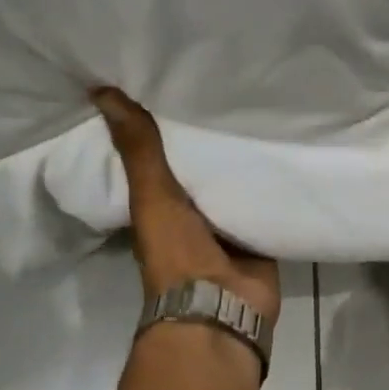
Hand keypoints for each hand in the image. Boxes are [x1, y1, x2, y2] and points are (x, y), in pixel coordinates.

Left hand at [94, 89, 280, 325]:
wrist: (221, 306)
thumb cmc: (177, 252)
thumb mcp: (152, 195)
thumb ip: (138, 149)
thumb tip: (100, 91)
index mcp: (161, 203)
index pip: (162, 154)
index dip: (166, 123)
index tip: (176, 83)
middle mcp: (193, 211)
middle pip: (204, 167)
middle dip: (213, 137)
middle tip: (230, 86)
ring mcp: (229, 225)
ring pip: (237, 182)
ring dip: (246, 158)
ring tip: (263, 108)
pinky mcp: (261, 233)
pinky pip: (268, 201)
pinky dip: (275, 181)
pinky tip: (288, 148)